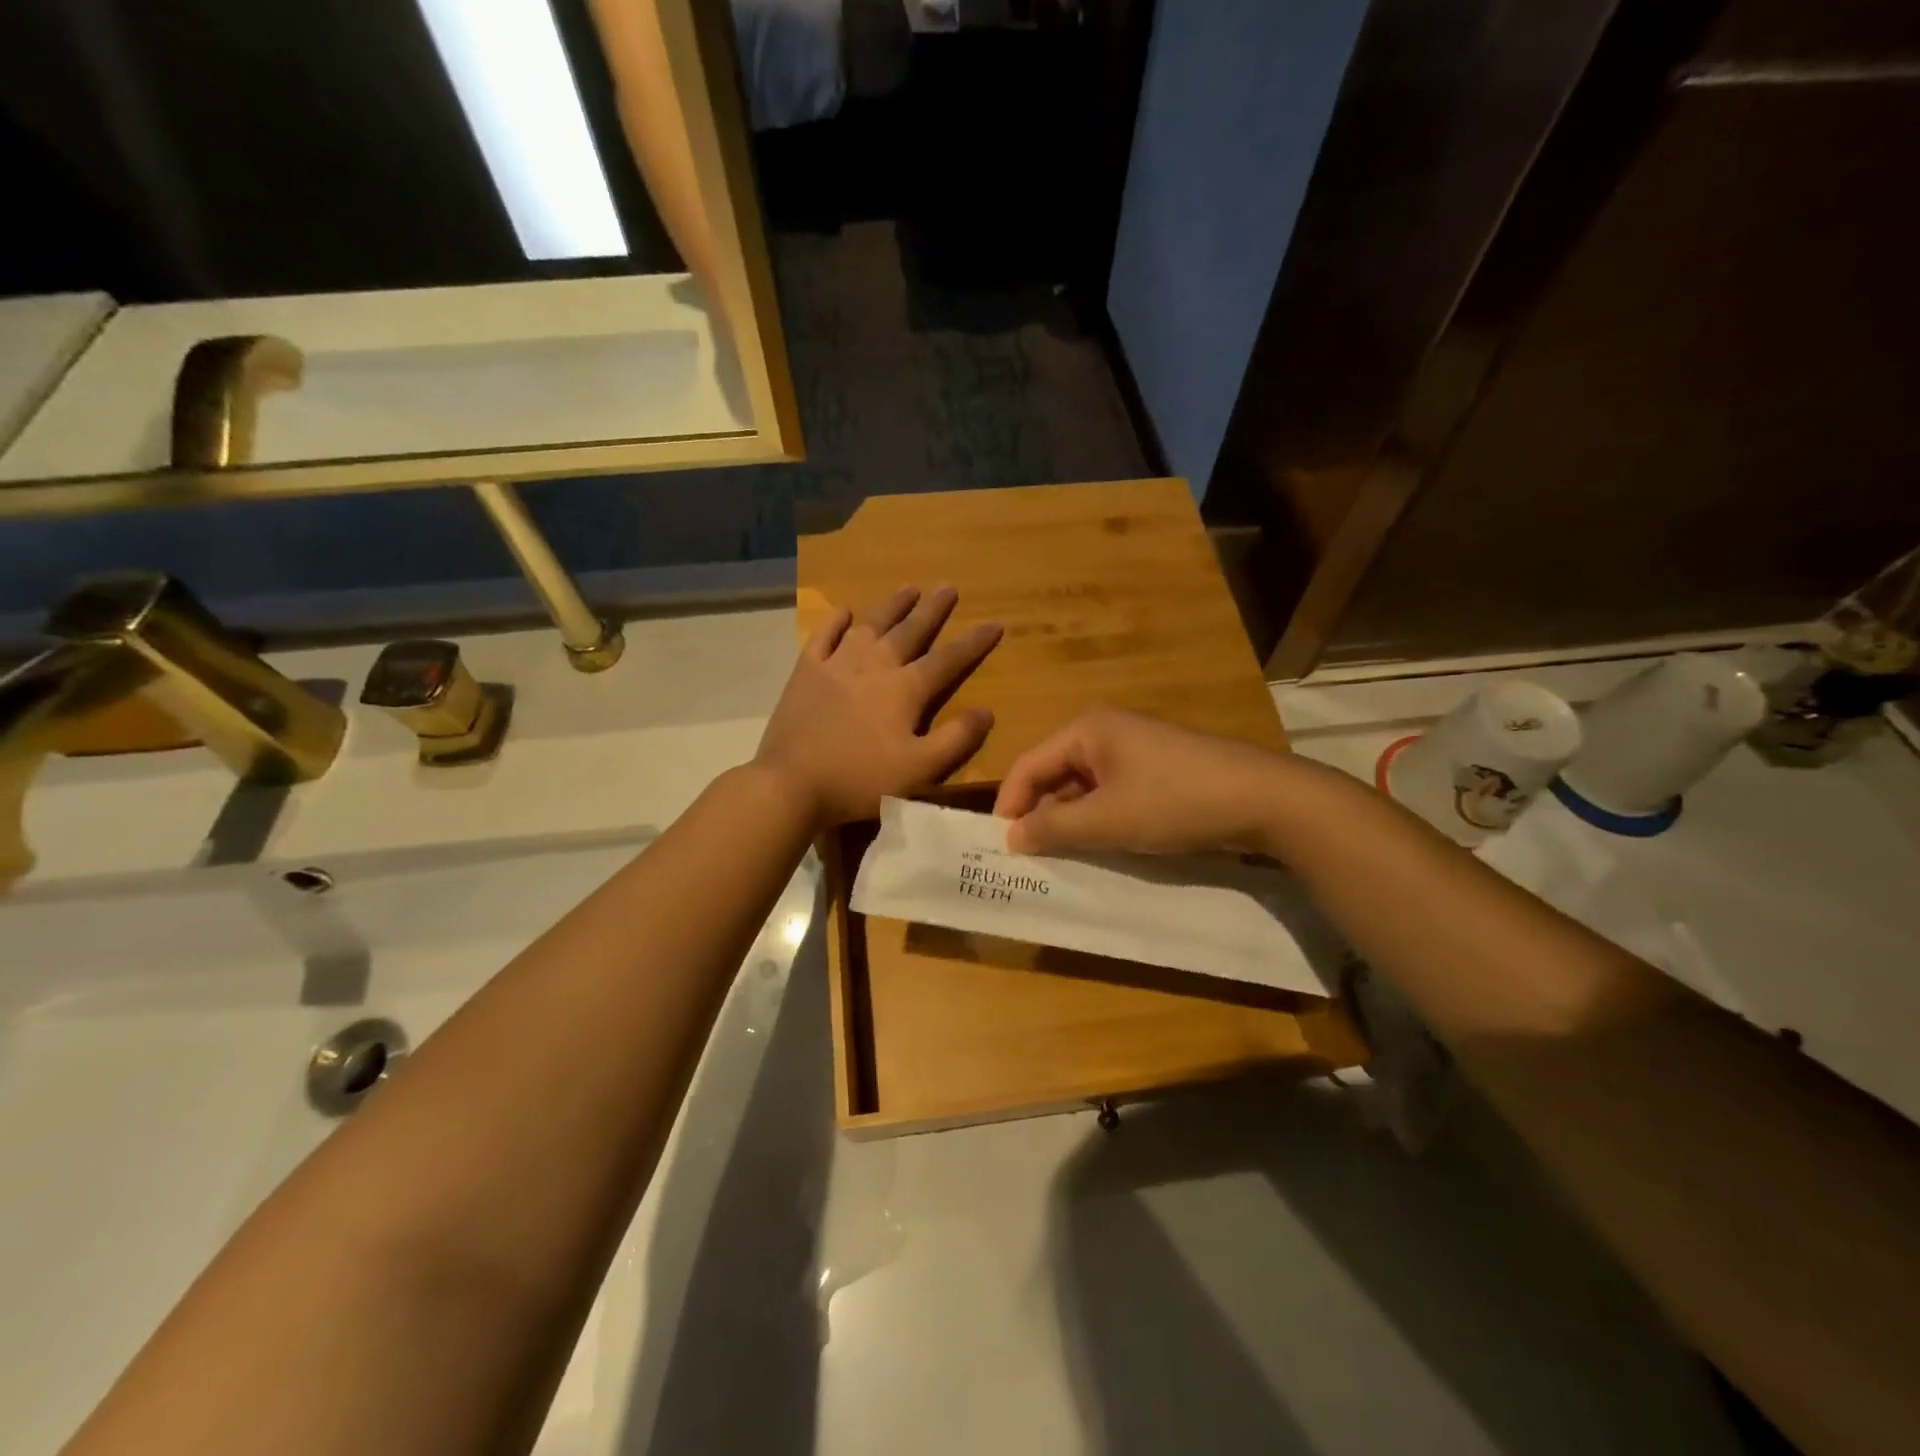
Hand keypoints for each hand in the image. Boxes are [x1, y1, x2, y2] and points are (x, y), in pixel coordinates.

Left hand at [756, 586, 1001, 827]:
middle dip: (933, 610)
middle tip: (948, 587)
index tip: (995, 623)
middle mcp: (875, 665)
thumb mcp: (920, 769)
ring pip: (871, 625)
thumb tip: (986, 711)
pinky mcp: (806, 671)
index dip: (974, 642)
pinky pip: (824, 636)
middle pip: (910, 631)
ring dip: (892, 605)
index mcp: (905, 689)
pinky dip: (835, 622)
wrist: (792, 782)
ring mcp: (837, 664)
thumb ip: (956, 739)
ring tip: (909, 588)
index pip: (948, 659)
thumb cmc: (860, 779)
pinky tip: (844, 613)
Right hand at [993, 708, 1289, 854]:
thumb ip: (1053, 828)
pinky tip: (1102, 843)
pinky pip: (1111, 790)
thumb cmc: (1174, 802)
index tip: (1001, 847)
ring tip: (1061, 856)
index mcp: (1087, 729)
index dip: (1010, 805)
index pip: (1028, 765)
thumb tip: (1011, 836)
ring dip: (1070, 818)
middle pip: (1054, 772)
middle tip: (1029, 857)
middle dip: (1040, 813)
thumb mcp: (1107, 821)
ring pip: (1083, 785)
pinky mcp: (1157, 766)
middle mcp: (1105, 730)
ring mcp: (1135, 746)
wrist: (1264, 798)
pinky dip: (1099, 816)